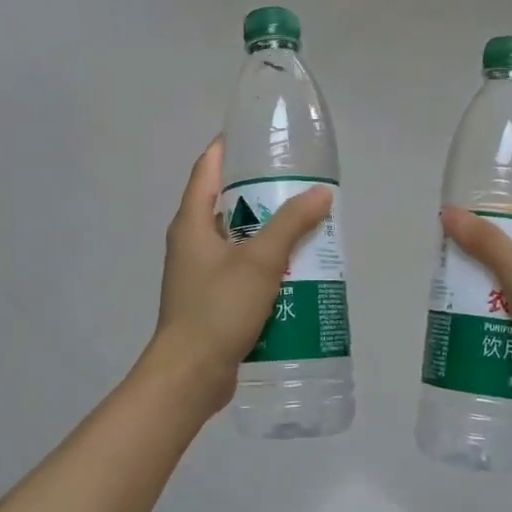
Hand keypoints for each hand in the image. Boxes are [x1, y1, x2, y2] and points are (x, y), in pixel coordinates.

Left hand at [143, 139, 333, 419]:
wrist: (190, 374)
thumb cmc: (218, 308)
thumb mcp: (260, 261)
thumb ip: (291, 224)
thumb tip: (321, 193)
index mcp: (191, 223)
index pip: (208, 169)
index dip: (230, 148)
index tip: (260, 137)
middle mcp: (190, 242)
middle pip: (225, 204)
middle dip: (261, 193)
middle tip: (298, 185)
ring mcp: (199, 274)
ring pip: (236, 240)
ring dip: (266, 232)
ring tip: (305, 226)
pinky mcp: (210, 300)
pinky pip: (240, 271)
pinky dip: (264, 265)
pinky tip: (294, 271)